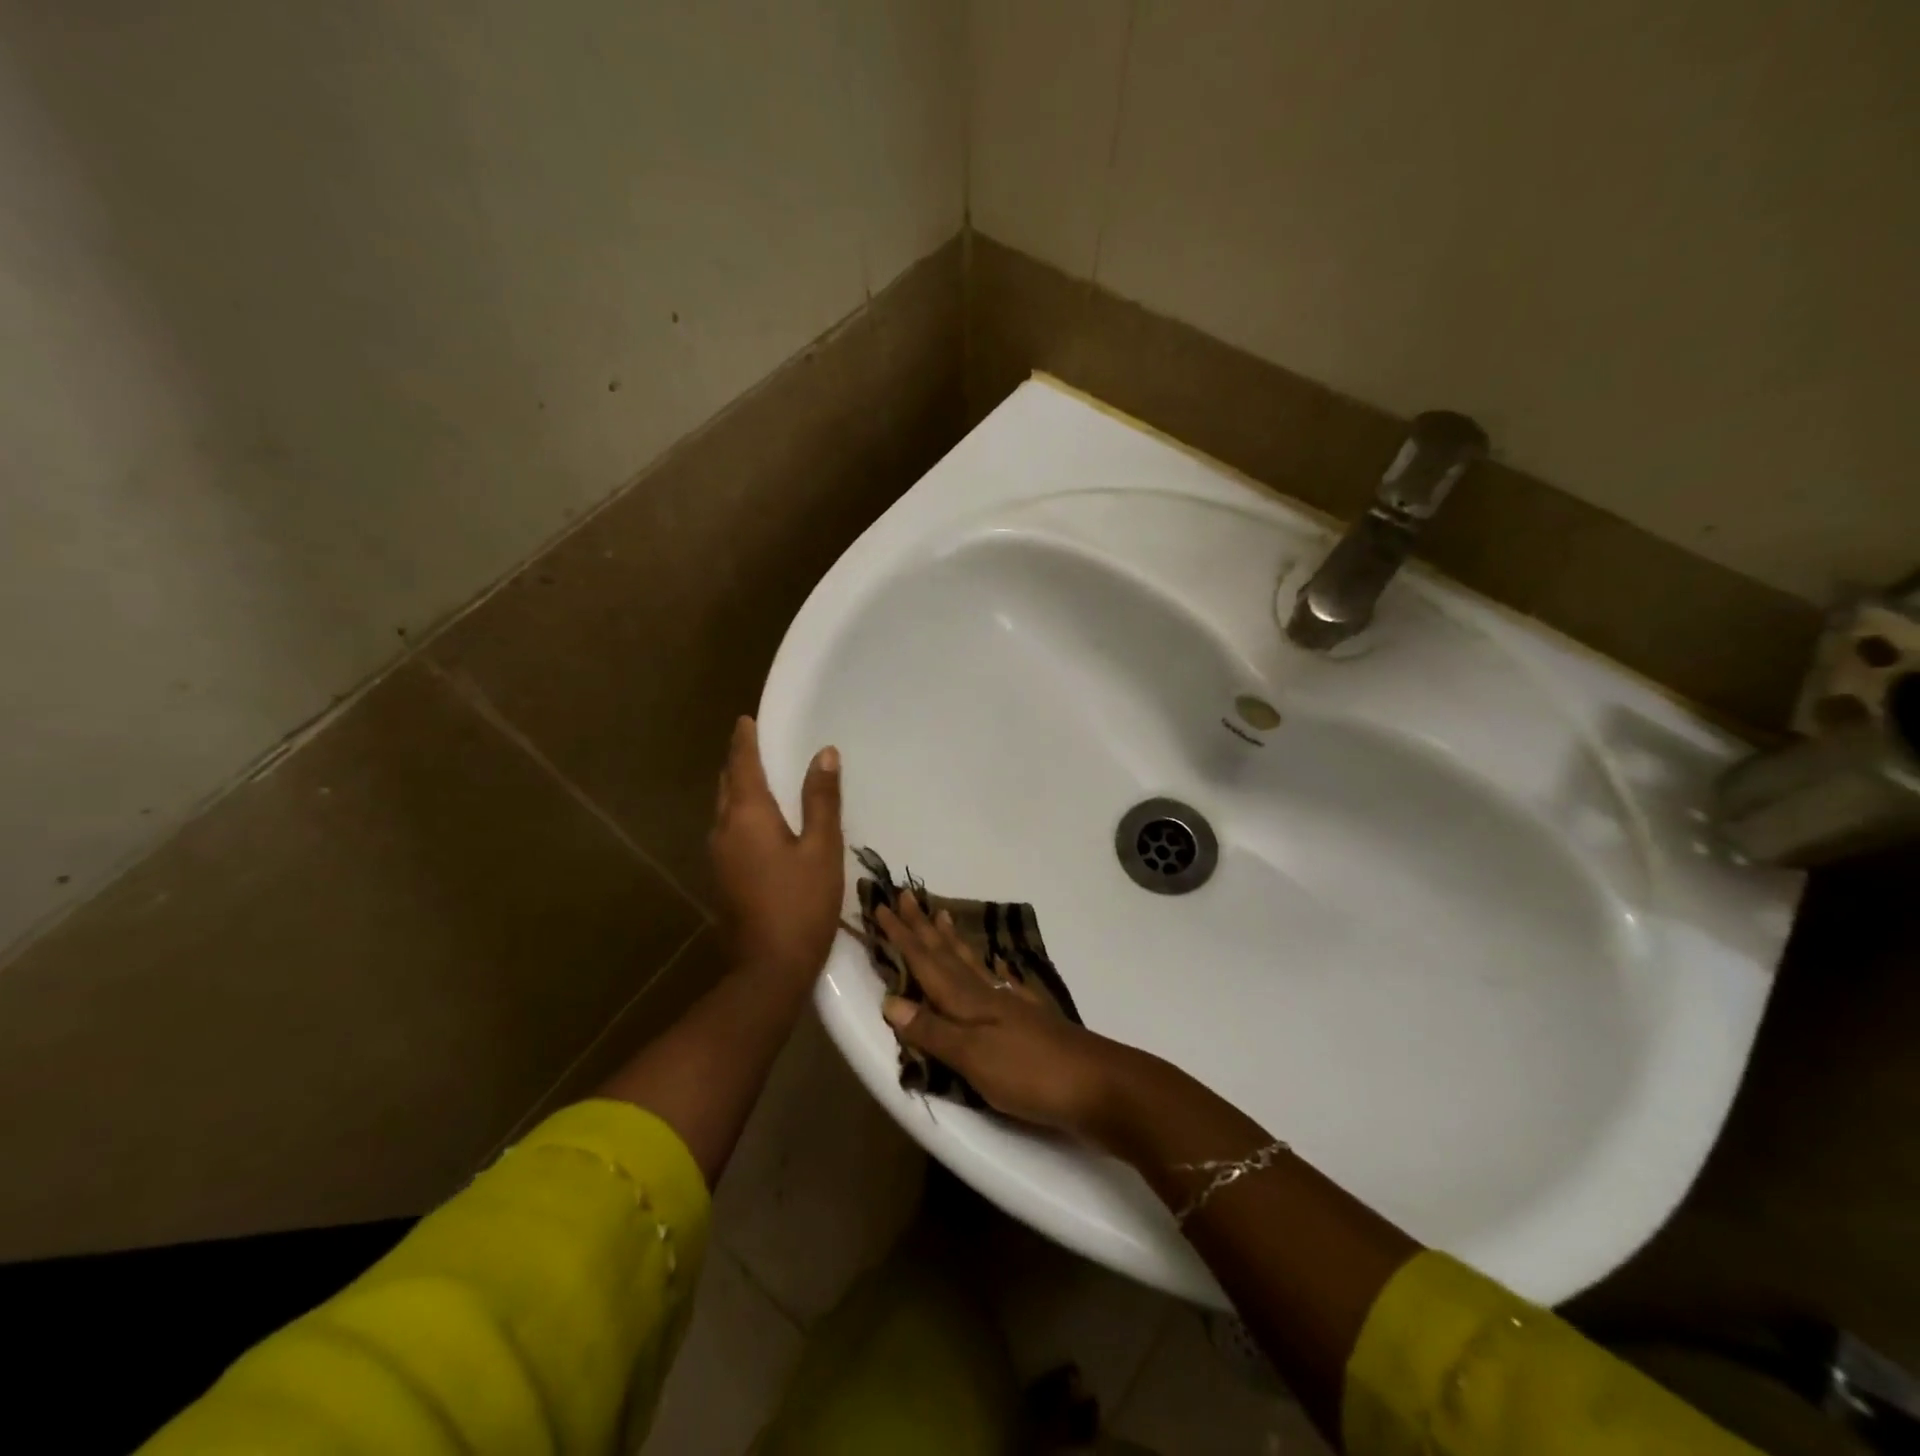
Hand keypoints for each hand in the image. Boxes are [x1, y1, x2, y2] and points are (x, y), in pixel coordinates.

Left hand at [709, 717, 843, 984]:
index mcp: (747, 817)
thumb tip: (824, 754)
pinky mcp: (724, 878)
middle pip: (727, 786)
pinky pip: (729, 831)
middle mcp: (724, 830)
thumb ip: (821, 800)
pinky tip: (761, 822)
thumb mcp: (821, 848)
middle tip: (755, 744)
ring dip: (739, 789)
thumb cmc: (801, 903)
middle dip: (739, 762)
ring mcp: (719, 857)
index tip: (745, 719)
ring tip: (760, 777)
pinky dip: (742, 813)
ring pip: (725, 810)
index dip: (744, 741)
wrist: (769, 968)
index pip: (742, 766)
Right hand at [874, 894, 1141, 1145]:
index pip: (926, 963)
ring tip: (940, 916)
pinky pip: (1000, 984)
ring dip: (951, 942)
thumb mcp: (974, 1057)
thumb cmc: (1030, 1073)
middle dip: (922, 928)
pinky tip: (995, 967)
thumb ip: (933, 1031)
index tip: (883, 905)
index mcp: (969, 1001)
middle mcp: (987, 995)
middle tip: (906, 896)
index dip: (903, 937)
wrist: (1099, 1086)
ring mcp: (1012, 1005)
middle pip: (948, 955)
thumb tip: (890, 1001)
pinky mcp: (1031, 1020)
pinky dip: (991, 972)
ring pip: (972, 965)